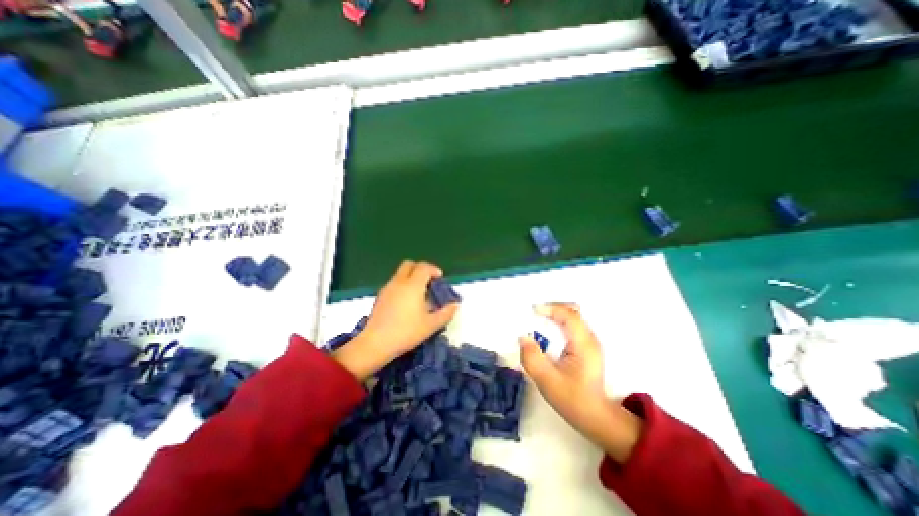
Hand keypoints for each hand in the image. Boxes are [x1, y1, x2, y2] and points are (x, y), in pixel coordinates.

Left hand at [335, 262, 458, 377]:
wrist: (375, 343)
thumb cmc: (406, 332)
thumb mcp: (431, 325)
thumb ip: (446, 314)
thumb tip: (456, 305)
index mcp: (413, 285)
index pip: (424, 267)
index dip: (434, 270)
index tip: (440, 279)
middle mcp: (399, 282)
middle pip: (409, 264)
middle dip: (420, 269)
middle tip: (428, 282)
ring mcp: (387, 288)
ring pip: (400, 273)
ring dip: (411, 277)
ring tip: (418, 294)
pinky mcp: (380, 296)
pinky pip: (394, 283)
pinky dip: (402, 285)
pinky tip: (405, 302)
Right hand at [516, 304, 640, 461]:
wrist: (595, 416)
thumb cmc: (572, 399)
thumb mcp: (547, 381)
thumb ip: (532, 357)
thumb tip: (523, 337)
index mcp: (584, 344)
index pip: (569, 316)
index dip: (551, 309)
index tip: (532, 311)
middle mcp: (590, 338)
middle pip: (572, 311)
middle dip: (552, 308)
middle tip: (534, 313)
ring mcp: (590, 342)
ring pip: (573, 317)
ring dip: (555, 314)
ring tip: (538, 319)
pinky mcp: (587, 346)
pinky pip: (572, 325)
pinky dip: (558, 322)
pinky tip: (548, 330)